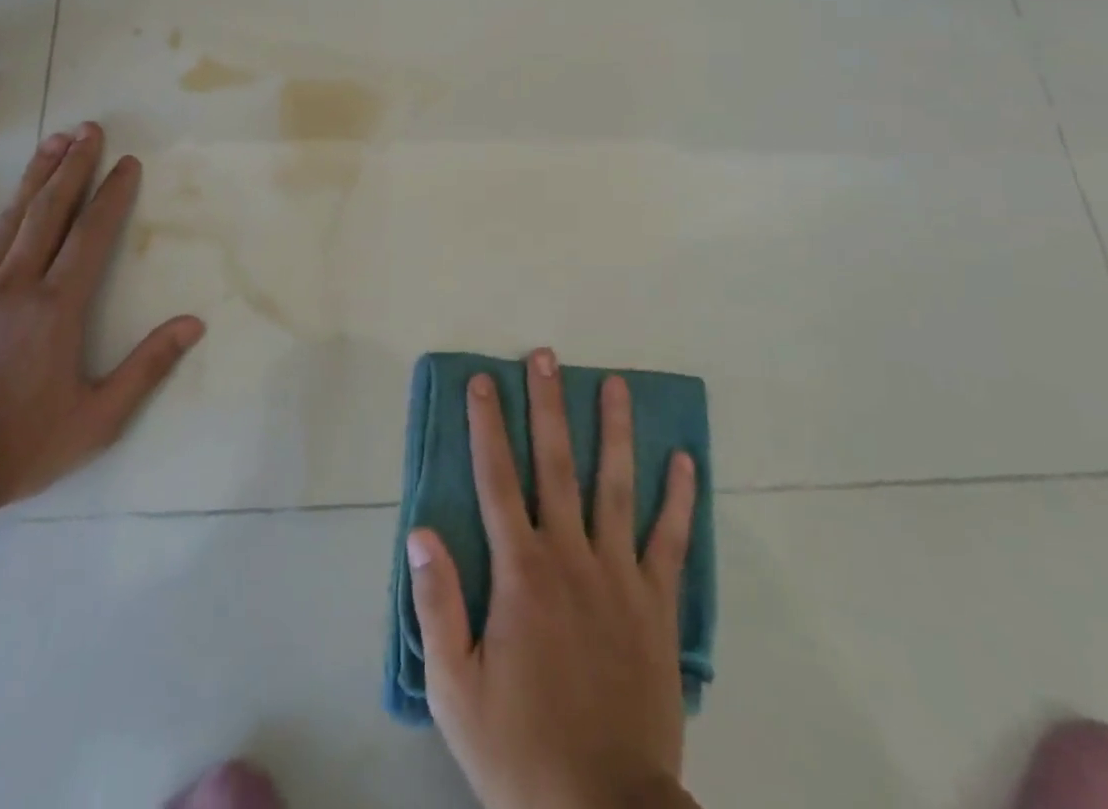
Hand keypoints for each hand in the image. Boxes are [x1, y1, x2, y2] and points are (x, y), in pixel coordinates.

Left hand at [0, 123, 203, 515]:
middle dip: (73, 167)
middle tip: (90, 130)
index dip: (112, 195)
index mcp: (55, 309)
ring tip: (53, 140)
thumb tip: (193, 324)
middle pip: (49, 212)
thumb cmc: (20, 447)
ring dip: (34, 176)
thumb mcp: (97, 419)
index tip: (127, 163)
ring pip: (8, 220)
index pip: (91, 236)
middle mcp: (14, 286)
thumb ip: (146, 367)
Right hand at [407, 349, 698, 808]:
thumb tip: (422, 531)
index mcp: (519, 571)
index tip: (483, 381)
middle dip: (548, 405)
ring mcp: (619, 576)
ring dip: (615, 430)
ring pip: (616, 486)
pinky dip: (679, 499)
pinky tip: (685, 460)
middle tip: (547, 356)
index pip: (496, 478)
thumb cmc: (519, 750)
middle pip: (556, 463)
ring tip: (616, 384)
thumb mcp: (455, 689)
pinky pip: (671, 541)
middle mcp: (570, 556)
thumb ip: (437, 605)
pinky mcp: (657, 605)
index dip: (487, 425)